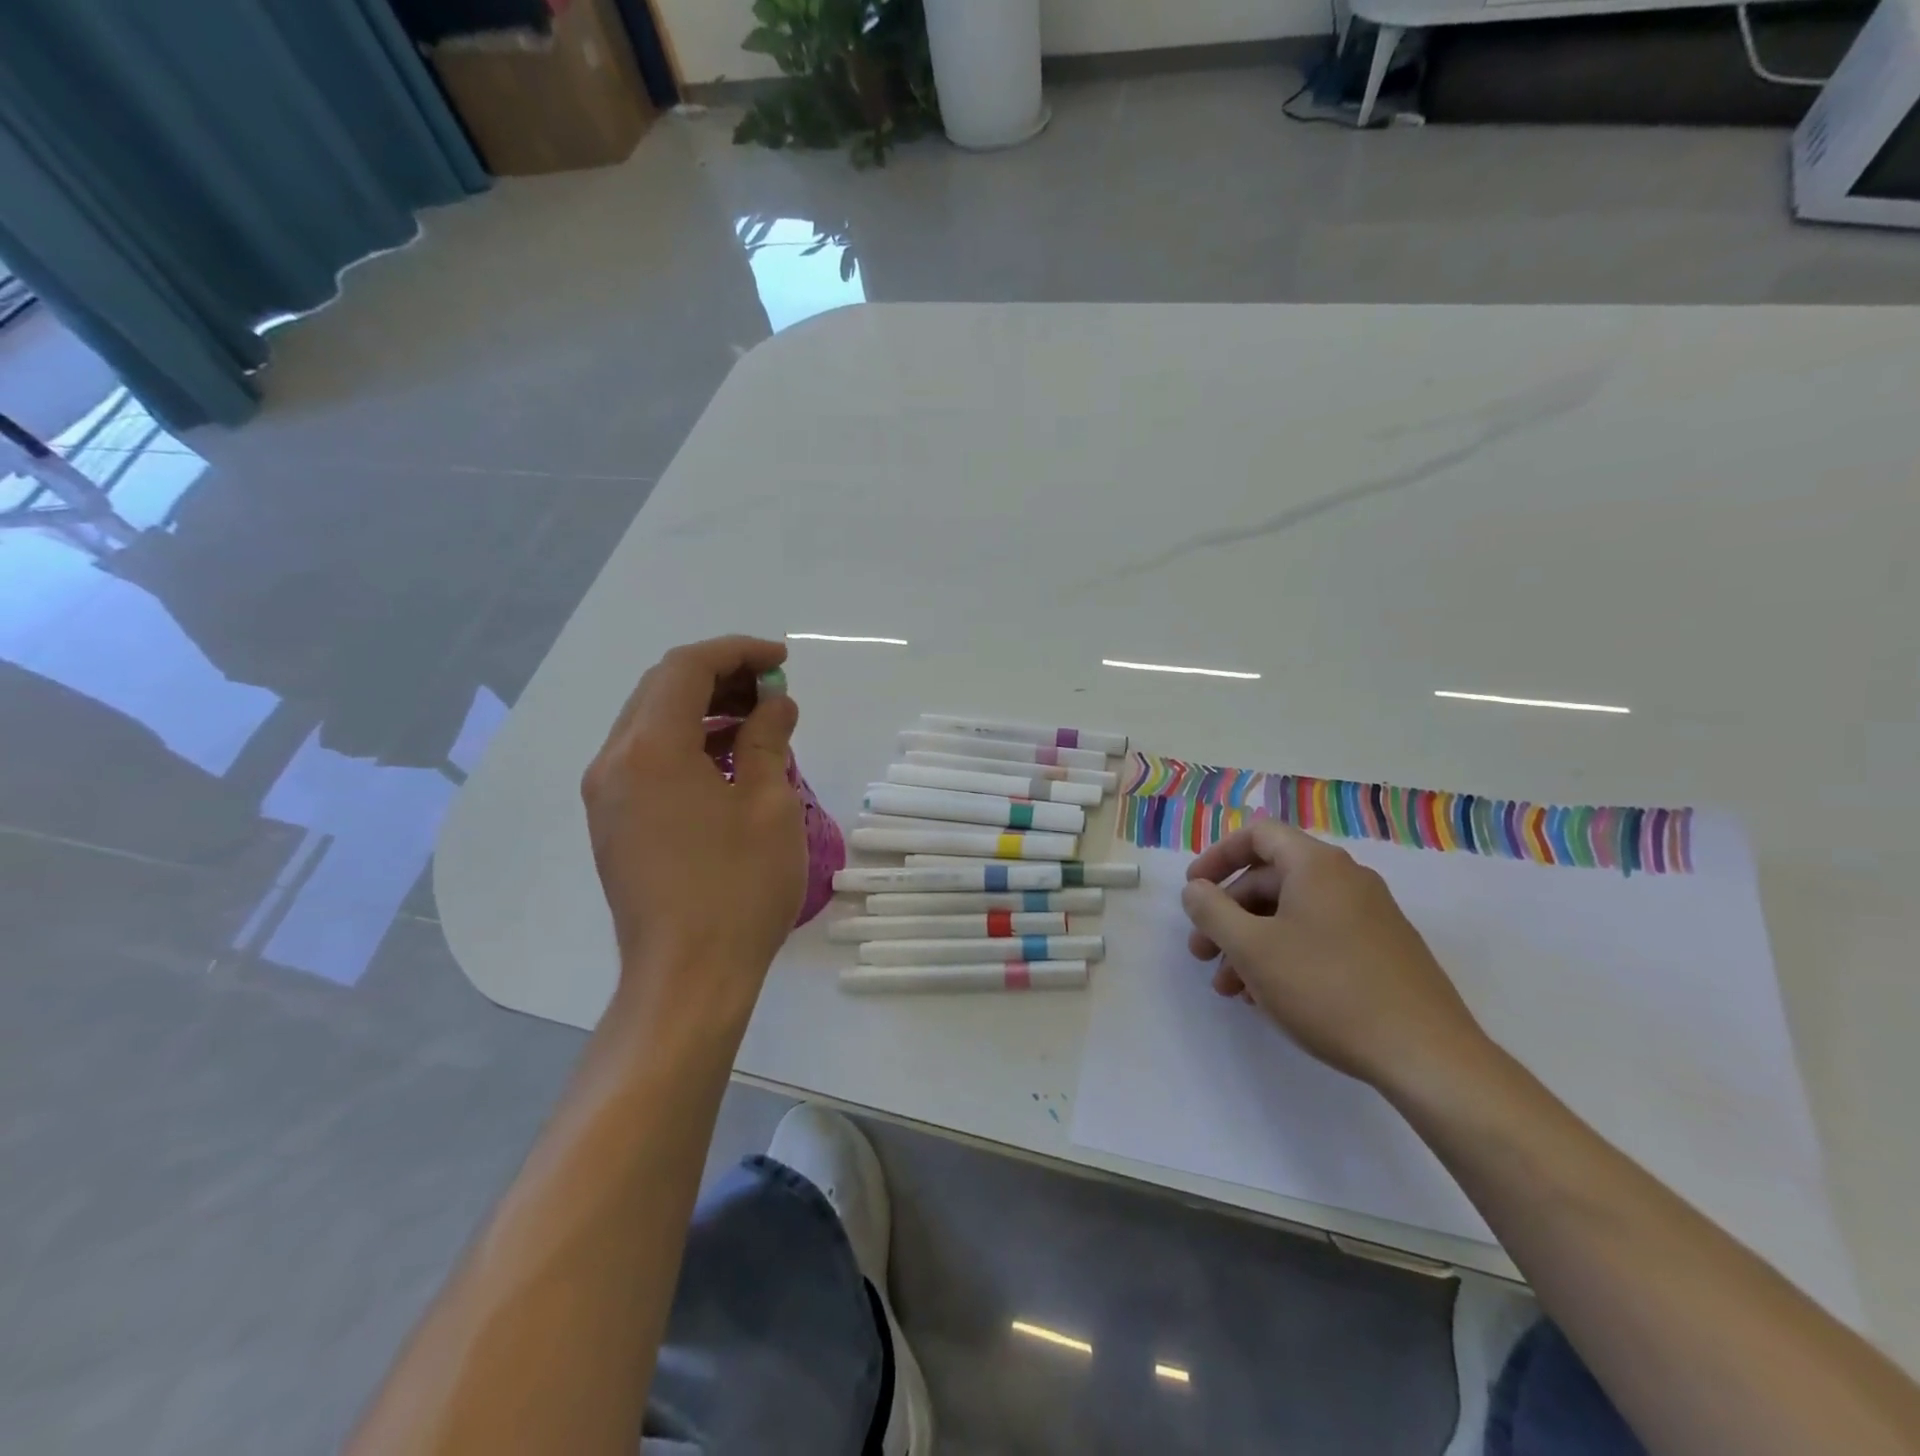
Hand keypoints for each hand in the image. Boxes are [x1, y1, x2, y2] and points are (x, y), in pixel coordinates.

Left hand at [582, 636, 805, 1015]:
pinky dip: (685, 742)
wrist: (687, 977)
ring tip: (757, 722)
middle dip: (720, 676)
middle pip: (661, 689)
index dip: (737, 652)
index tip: (782, 662)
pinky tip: (726, 761)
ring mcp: (606, 795)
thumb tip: (775, 705)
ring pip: (650, 723)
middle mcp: (614, 762)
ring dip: (702, 709)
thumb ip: (767, 740)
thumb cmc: (737, 888)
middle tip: (773, 690)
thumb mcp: (768, 804)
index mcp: (649, 749)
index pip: (687, 669)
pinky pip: (645, 758)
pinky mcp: (613, 823)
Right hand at [1181, 819, 1487, 1089]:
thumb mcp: (1252, 948)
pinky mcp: (1383, 952)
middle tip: (1201, 953)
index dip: (1217, 857)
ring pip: (1292, 915)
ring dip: (1251, 943)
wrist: (1427, 1055)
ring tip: (1229, 988)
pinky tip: (1267, 998)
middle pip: (1271, 879)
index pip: (1257, 835)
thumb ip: (1212, 911)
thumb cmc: (1327, 989)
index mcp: (1317, 865)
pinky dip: (1284, 956)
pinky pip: (1318, 938)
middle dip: (1228, 914)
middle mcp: (1346, 880)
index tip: (1194, 890)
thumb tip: (1195, 890)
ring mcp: (1370, 916)